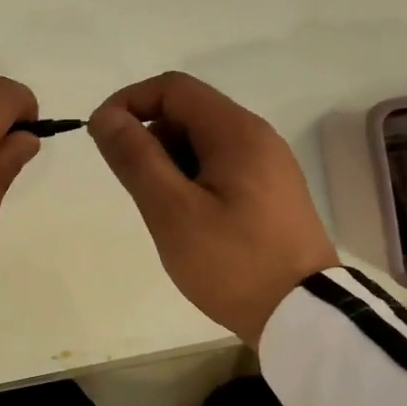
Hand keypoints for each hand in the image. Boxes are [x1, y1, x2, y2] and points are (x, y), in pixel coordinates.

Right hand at [88, 72, 338, 346]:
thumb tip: (105, 117)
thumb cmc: (233, 262)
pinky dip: (190, 181)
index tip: (102, 137)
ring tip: (163, 213)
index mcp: (236, 132)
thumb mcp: (172, 211)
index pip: (172, 88)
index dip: (129, 102)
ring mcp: (267, 166)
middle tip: (136, 189)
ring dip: (168, 164)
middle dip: (149, 139)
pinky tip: (188, 222)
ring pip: (201, 143)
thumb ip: (136, 158)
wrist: (305, 317)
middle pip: (187, 113)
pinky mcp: (269, 193)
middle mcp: (256, 137)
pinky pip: (219, 168)